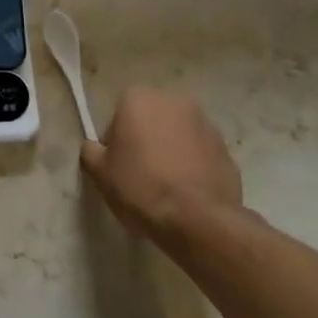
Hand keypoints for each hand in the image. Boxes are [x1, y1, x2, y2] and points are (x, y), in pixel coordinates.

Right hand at [81, 87, 243, 245]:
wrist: (198, 219)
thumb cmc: (141, 187)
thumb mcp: (100, 172)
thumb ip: (91, 151)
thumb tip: (94, 147)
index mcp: (139, 98)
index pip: (118, 117)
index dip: (116, 143)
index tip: (118, 167)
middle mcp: (174, 100)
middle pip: (151, 121)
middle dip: (146, 141)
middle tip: (140, 175)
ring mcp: (205, 123)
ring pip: (178, 135)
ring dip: (171, 151)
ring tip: (167, 187)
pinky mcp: (226, 149)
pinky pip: (201, 154)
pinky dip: (194, 166)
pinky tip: (187, 193)